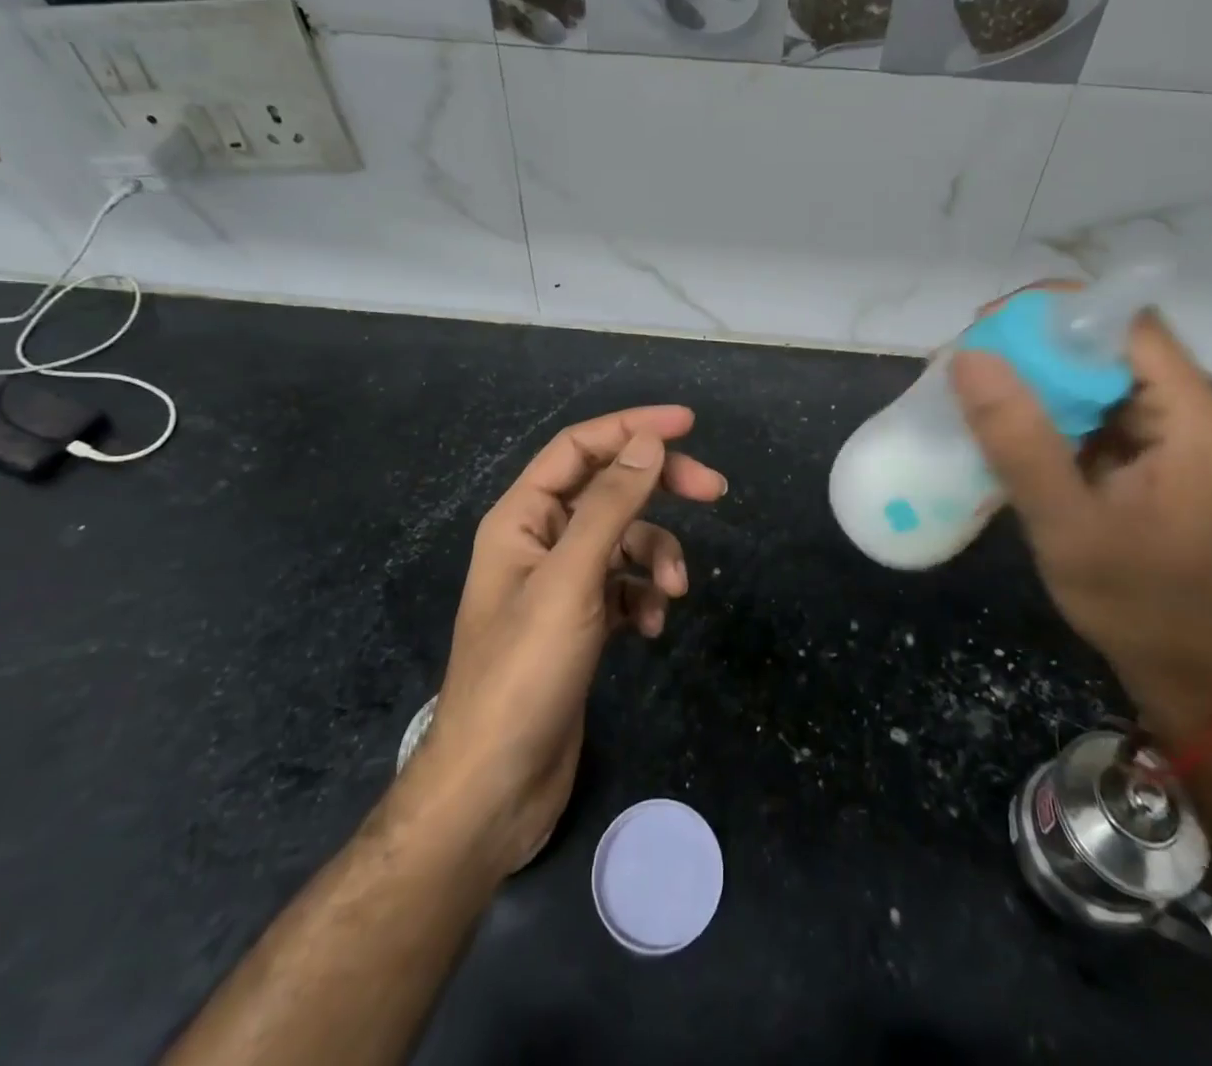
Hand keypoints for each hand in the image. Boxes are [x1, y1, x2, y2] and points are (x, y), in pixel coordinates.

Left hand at [405, 406, 725, 873]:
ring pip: (624, 541)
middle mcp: (540, 540)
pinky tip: (648, 630)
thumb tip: (649, 442)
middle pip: (609, 489)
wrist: (496, 787)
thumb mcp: (572, 579)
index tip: (688, 424)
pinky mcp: (579, 623)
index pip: (580, 447)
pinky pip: (623, 586)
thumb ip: (612, 504)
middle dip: (661, 488)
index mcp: (522, 517)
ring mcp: (560, 584)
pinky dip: (644, 598)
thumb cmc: (525, 672)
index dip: (632, 427)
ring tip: (674, 593)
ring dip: (657, 557)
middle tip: (715, 491)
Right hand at [950, 307, 1211, 746]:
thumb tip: (968, 357)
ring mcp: (1183, 438)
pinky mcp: (1163, 461)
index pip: (1125, 323)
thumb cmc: (1140, 605)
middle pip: (1111, 346)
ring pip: (1102, 378)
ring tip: (972, 391)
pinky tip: (1007, 429)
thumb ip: (1018, 440)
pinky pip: (1102, 414)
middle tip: (964, 362)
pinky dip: (1053, 414)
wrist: (1199, 679)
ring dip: (1039, 380)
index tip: (985, 327)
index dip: (1053, 312)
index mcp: (1197, 418)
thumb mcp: (1067, 525)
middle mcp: (1199, 413)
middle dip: (1034, 346)